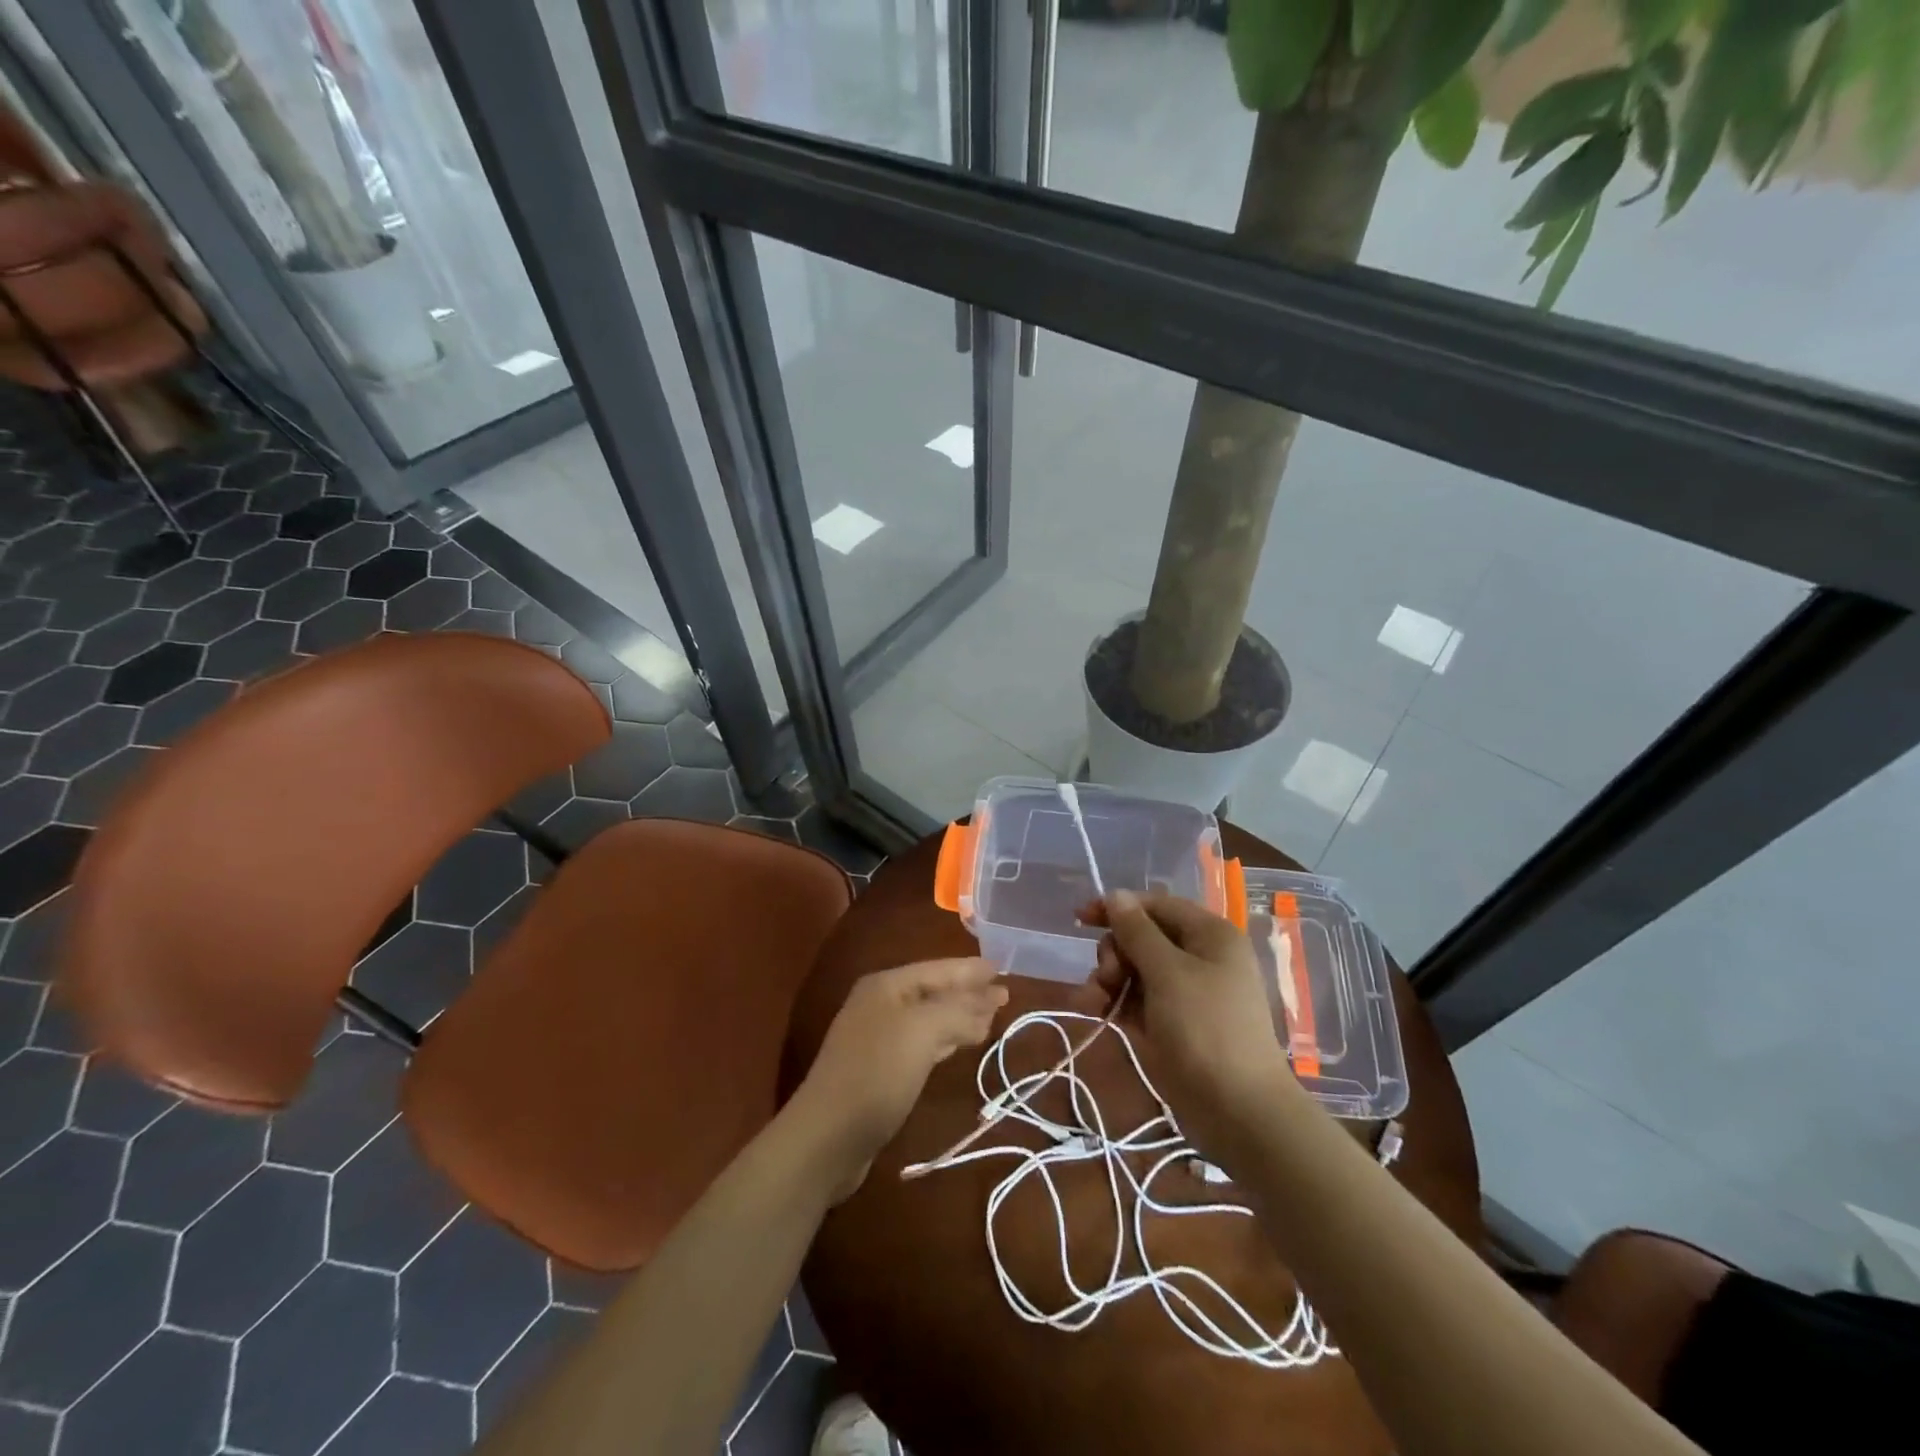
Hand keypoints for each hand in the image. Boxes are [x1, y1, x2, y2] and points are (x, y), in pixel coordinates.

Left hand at [792, 958, 1007, 1198]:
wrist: (827, 1137)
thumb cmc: (877, 1073)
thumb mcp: (922, 1031)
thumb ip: (959, 1010)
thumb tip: (990, 1000)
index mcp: (886, 985)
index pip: (938, 969)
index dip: (971, 970)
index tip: (1002, 970)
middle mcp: (880, 1004)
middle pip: (934, 991)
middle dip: (968, 993)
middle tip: (1004, 996)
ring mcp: (878, 1037)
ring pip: (929, 1018)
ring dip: (959, 1016)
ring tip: (990, 1019)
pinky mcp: (880, 1070)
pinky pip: (922, 1044)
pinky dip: (945, 1040)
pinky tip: (959, 1044)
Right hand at [1074, 890, 1301, 1170]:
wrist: (1238, 1113)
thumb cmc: (1206, 1030)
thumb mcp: (1168, 973)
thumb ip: (1137, 932)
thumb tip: (1116, 895)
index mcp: (1209, 935)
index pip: (1156, 905)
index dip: (1118, 908)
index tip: (1080, 919)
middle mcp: (1199, 957)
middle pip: (1141, 937)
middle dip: (1114, 953)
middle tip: (1105, 978)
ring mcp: (1185, 992)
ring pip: (1134, 969)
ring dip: (1107, 980)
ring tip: (1092, 1003)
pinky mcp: (1172, 1022)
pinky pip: (1136, 999)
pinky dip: (1115, 1002)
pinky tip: (1096, 1013)